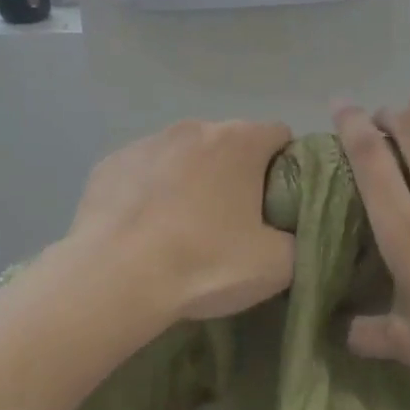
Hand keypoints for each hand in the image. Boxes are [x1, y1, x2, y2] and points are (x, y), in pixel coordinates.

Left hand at [66, 119, 295, 322]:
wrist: (113, 280)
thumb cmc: (204, 264)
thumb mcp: (278, 265)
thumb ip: (299, 238)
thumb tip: (291, 232)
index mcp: (240, 141)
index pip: (281, 136)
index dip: (287, 167)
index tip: (278, 203)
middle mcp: (195, 128)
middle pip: (232, 143)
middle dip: (238, 173)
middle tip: (235, 222)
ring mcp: (148, 142)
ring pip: (186, 155)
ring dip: (194, 180)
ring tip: (184, 228)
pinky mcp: (110, 163)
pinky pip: (146, 171)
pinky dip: (153, 191)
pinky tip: (145, 228)